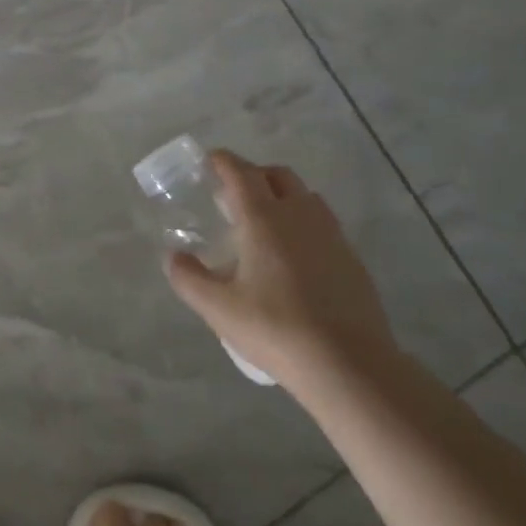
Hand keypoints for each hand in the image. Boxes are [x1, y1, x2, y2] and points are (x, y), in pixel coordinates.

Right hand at [164, 151, 398, 394]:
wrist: (350, 365)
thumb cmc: (276, 329)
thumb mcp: (219, 309)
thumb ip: (189, 278)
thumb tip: (174, 257)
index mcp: (264, 218)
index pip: (241, 172)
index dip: (222, 161)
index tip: (209, 161)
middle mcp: (299, 214)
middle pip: (277, 175)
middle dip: (253, 175)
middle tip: (233, 197)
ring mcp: (330, 234)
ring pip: (304, 196)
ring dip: (282, 196)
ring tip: (264, 225)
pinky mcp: (351, 257)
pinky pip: (322, 223)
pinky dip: (303, 223)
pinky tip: (294, 257)